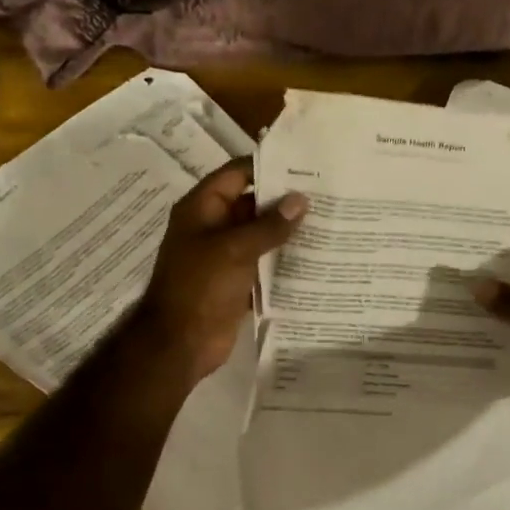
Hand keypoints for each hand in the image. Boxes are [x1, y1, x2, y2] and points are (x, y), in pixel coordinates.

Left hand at [132, 161, 305, 385]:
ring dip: (288, 233)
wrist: (180, 343)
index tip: (305, 166)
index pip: (237, 174)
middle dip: (285, 202)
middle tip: (327, 195)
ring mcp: (224, 257)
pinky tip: (316, 259)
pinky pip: (264, 265)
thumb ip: (269, 225)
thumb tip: (301, 200)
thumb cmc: (200, 286)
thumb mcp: (234, 249)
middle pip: (252, 205)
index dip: (267, 167)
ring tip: (329, 224)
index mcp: (202, 209)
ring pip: (260, 236)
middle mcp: (213, 227)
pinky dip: (284, 262)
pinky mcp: (237, 283)